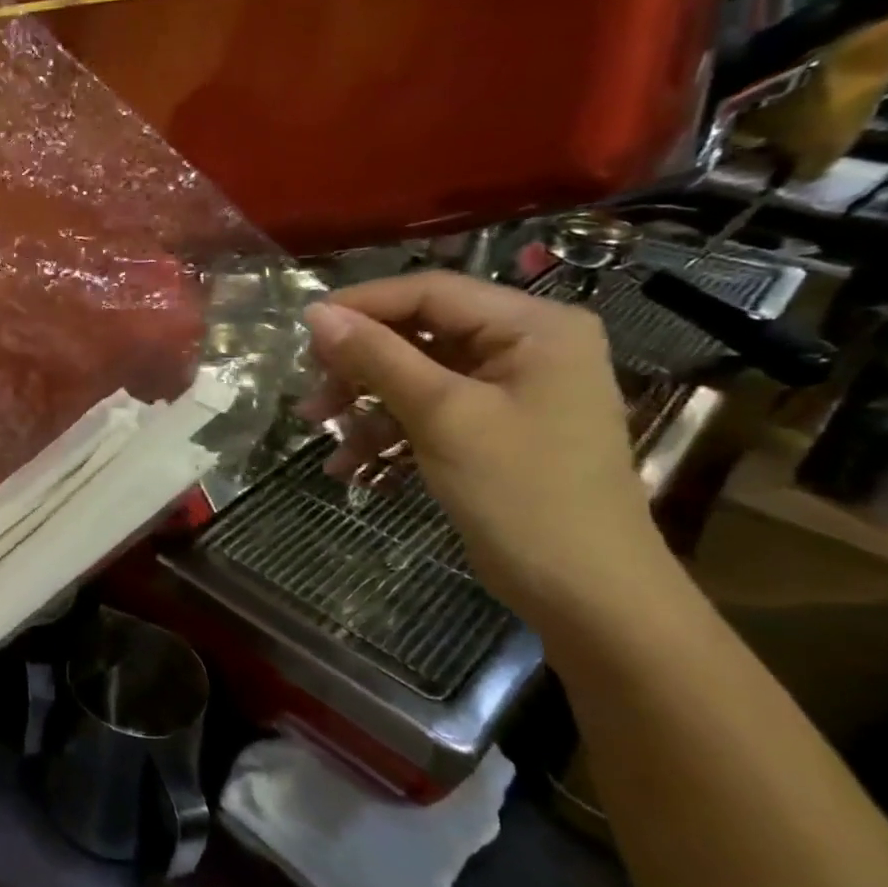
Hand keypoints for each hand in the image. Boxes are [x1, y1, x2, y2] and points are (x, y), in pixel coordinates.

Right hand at [300, 272, 671, 622]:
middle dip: (359, 364)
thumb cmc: (522, 492)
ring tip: (318, 430)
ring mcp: (509, 390)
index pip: (431, 292)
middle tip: (310, 391)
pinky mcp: (492, 428)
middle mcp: (525, 346)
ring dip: (364, 403)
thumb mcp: (442, 416)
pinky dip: (387, 432)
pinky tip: (350, 465)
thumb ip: (377, 357)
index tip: (302, 331)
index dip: (362, 305)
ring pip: (414, 374)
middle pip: (419, 333)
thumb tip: (316, 313)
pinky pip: (427, 411)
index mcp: (533, 326)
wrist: (585, 594)